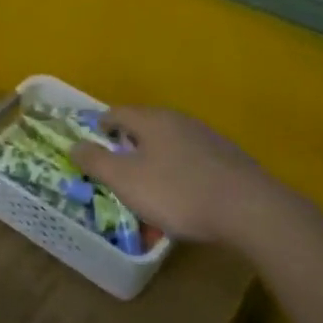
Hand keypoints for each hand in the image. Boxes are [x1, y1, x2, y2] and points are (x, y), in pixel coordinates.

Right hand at [71, 107, 316, 251]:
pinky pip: (191, 161)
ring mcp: (207, 138)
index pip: (116, 113)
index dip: (100, 127)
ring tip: (148, 187)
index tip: (91, 144)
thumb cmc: (177, 192)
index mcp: (152, 120)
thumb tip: (74, 145)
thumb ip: (96, 162)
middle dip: (127, 145)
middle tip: (116, 169)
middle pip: (144, 126)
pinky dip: (178, 174)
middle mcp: (179, 120)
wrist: (248, 209)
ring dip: (154, 160)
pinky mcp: (228, 159)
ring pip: (169, 144)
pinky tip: (182, 197)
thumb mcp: (126, 180)